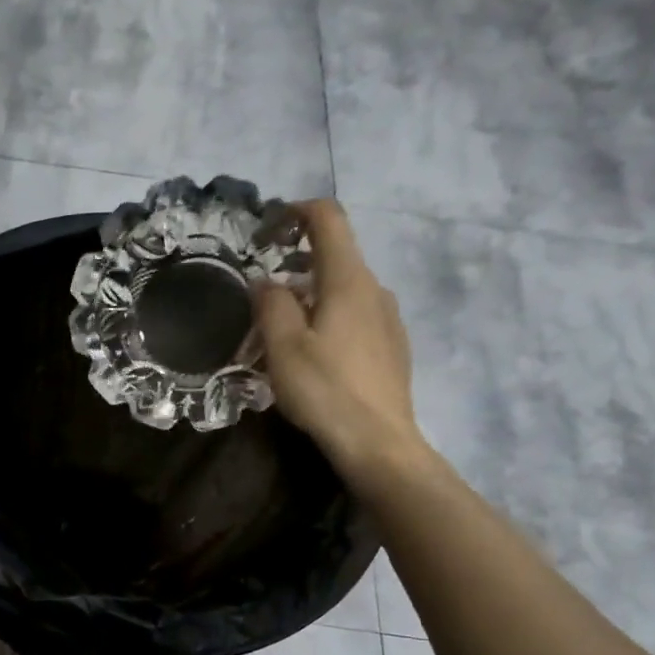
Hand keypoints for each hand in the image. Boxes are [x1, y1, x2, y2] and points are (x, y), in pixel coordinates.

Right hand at [256, 200, 426, 484]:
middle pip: (335, 256)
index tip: (267, 229)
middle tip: (262, 294)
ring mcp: (388, 318)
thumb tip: (266, 282)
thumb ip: (270, 305)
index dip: (296, 212)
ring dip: (311, 296)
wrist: (377, 442)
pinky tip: (314, 355)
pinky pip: (356, 316)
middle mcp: (374, 289)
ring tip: (282, 332)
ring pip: (344, 290)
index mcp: (348, 280)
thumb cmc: (325, 390)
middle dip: (296, 263)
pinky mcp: (392, 346)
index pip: (328, 218)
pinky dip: (329, 318)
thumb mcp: (283, 347)